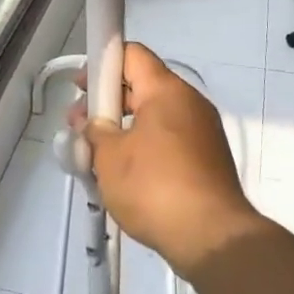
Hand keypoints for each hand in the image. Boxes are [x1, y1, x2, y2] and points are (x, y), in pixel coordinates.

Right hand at [71, 44, 260, 278]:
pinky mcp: (208, 159)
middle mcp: (189, 102)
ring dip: (123, 129)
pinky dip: (144, 147)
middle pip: (142, 86)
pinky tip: (125, 175)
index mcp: (166, 90)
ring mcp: (203, 131)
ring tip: (97, 157)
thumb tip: (94, 125)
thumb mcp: (109, 156)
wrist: (212, 238)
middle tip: (80, 128)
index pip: (132, 54)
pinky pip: (168, 140)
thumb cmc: (155, 187)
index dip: (101, 63)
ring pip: (154, 116)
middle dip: (107, 103)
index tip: (81, 88)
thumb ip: (94, 131)